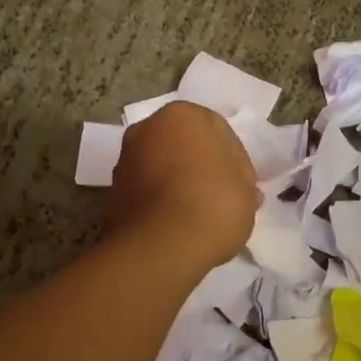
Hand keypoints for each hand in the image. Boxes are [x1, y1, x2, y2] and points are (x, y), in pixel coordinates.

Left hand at [109, 103, 259, 266]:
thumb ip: (241, 176)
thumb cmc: (214, 203)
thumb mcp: (247, 186)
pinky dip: (161, 202)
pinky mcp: (113, 194)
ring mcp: (125, 161)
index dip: (234, 158)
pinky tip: (179, 224)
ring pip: (163, 168)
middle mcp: (146, 129)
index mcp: (181, 115)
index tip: (242, 184)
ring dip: (179, 183)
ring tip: (200, 215)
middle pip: (184, 145)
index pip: (218, 130)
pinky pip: (148, 192)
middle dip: (201, 165)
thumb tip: (235, 183)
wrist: (162, 246)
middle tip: (222, 195)